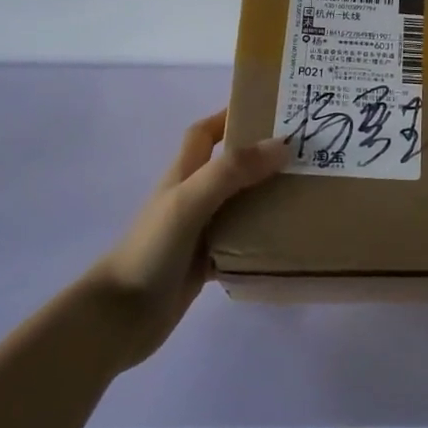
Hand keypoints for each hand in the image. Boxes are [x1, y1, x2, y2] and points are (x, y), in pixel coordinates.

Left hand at [84, 111, 287, 371]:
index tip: (270, 109)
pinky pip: (242, 242)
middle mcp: (194, 197)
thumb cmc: (151, 249)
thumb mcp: (190, 200)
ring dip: (268, 198)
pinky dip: (263, 239)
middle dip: (263, 156)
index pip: (205, 132)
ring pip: (241, 205)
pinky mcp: (206, 263)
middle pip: (231, 166)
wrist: (119, 318)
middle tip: (305, 153)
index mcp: (184, 174)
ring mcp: (199, 231)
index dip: (231, 115)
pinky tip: (289, 240)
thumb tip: (283, 144)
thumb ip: (232, 171)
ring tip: (308, 193)